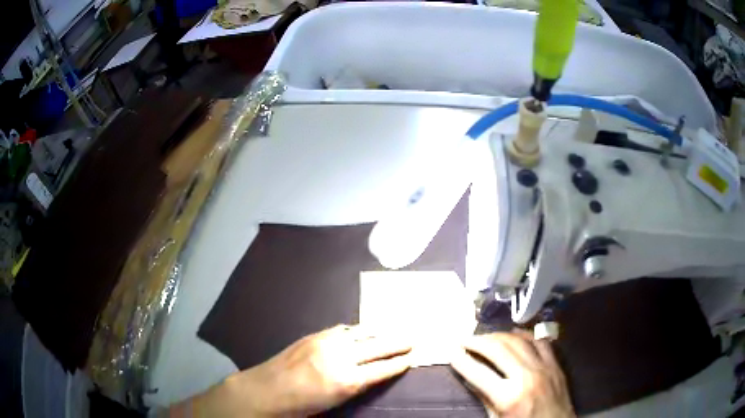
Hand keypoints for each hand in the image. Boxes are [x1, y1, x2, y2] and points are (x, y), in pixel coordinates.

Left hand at [170, 324, 411, 416]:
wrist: (266, 390)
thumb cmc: (301, 406)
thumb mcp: (335, 402)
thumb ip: (356, 385)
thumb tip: (372, 373)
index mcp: (346, 380)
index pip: (382, 369)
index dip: (399, 363)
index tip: (413, 357)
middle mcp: (340, 357)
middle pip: (376, 347)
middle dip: (397, 343)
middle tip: (413, 337)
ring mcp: (325, 342)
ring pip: (360, 333)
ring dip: (378, 333)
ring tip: (392, 330)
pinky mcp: (314, 335)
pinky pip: (341, 330)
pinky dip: (355, 331)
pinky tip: (360, 332)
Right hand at [451, 330, 574, 417]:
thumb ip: (484, 399)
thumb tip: (470, 379)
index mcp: (509, 397)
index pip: (478, 373)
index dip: (462, 360)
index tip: (451, 351)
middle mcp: (527, 377)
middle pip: (498, 350)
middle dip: (478, 342)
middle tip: (465, 340)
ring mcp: (544, 368)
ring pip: (519, 341)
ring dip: (499, 335)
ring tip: (486, 336)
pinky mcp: (555, 364)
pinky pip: (540, 341)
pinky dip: (526, 335)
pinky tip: (515, 334)